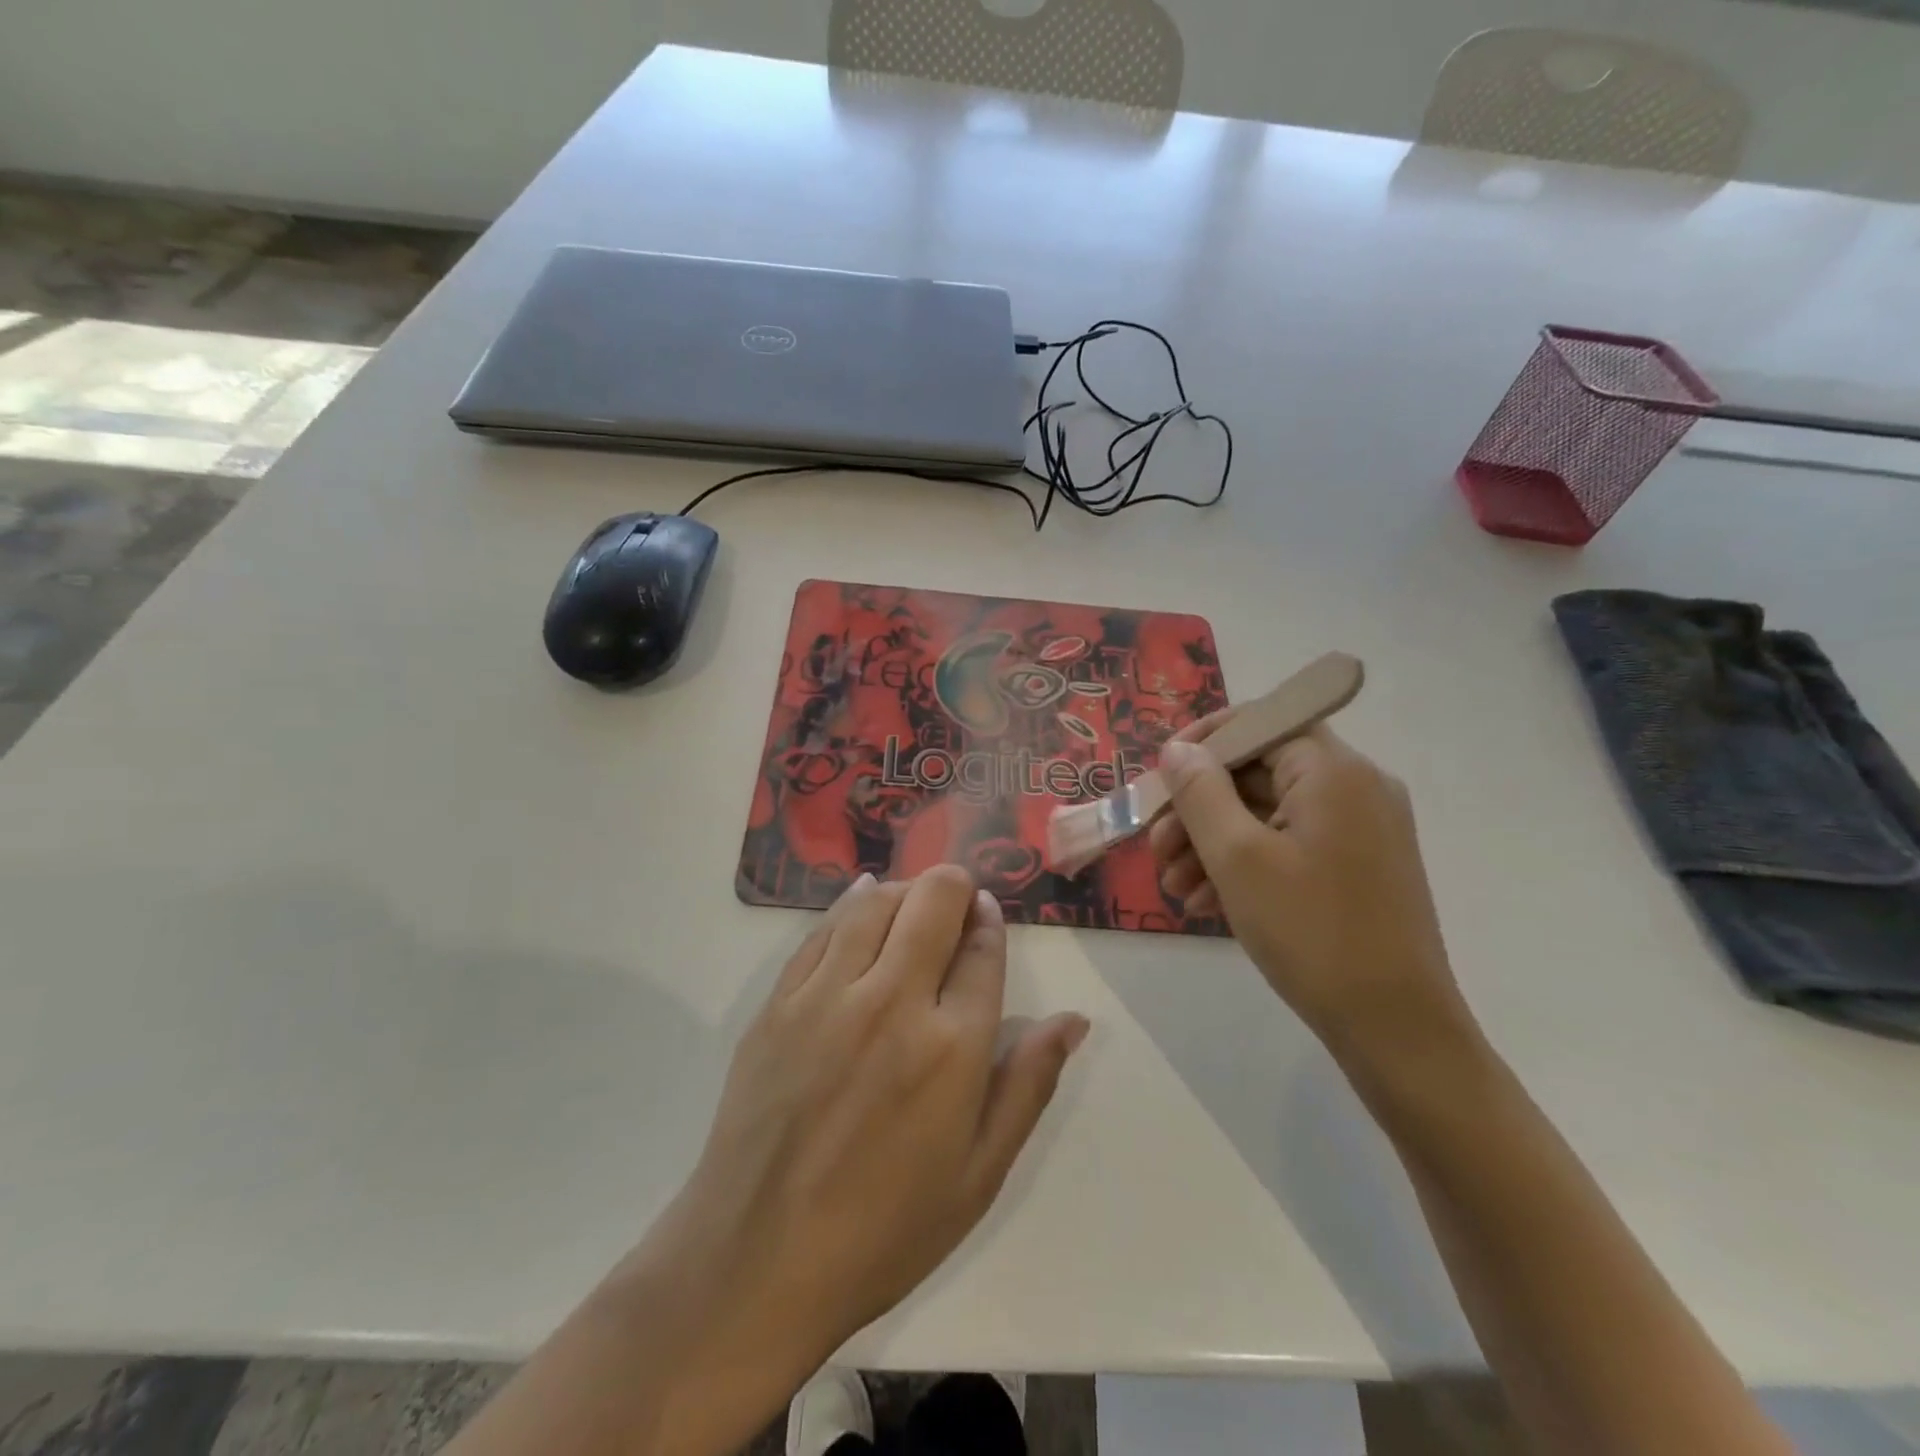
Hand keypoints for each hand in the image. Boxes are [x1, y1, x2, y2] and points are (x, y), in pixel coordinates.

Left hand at [625, 866, 1088, 1379]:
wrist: (756, 1262)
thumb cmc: (884, 1230)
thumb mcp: (979, 1174)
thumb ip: (1028, 1085)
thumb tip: (1073, 1020)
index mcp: (951, 1047)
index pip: (982, 949)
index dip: (989, 921)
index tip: (987, 915)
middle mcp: (892, 1002)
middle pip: (932, 903)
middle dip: (954, 887)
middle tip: (957, 902)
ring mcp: (828, 995)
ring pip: (876, 901)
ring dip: (905, 890)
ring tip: (914, 905)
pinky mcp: (779, 1001)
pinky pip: (823, 928)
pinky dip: (851, 902)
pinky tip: (862, 898)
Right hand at [1150, 721, 1469, 1057]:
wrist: (1395, 1029)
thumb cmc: (1311, 932)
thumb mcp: (1237, 858)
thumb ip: (1200, 793)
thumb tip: (1177, 750)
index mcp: (1334, 772)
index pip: (1261, 723)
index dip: (1203, 742)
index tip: (1159, 776)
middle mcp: (1355, 788)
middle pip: (1260, 772)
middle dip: (1199, 807)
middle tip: (1156, 847)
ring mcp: (1361, 830)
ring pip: (1269, 813)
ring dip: (1213, 841)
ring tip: (1174, 885)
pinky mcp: (1358, 866)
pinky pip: (1290, 845)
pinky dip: (1245, 863)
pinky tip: (1206, 902)